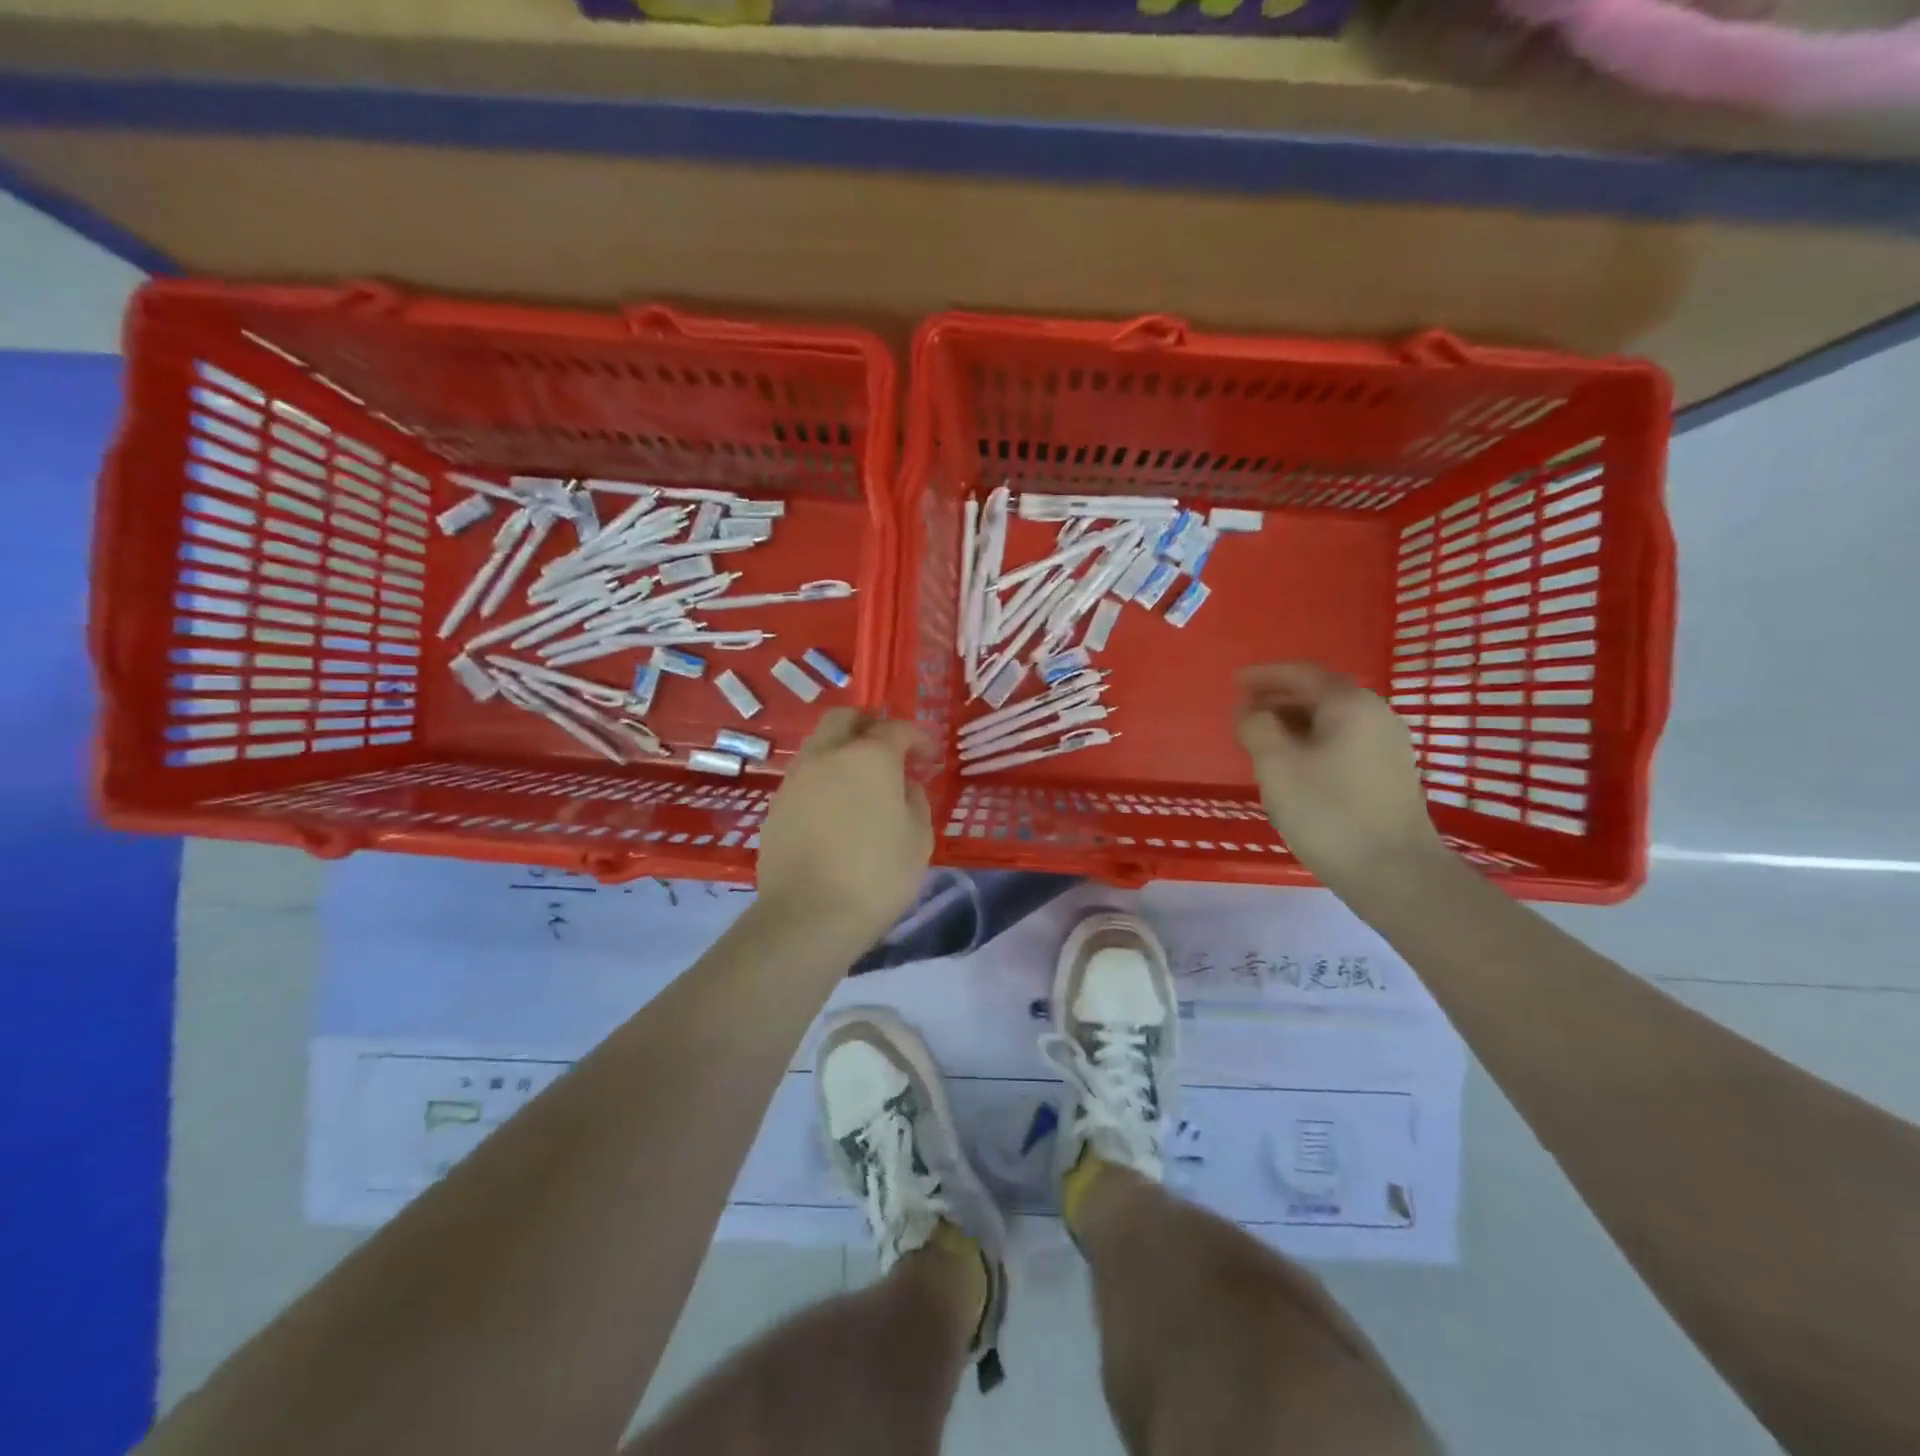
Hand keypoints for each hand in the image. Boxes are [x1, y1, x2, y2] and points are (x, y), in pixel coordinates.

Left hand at [755, 708, 933, 945]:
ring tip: (860, 781)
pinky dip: (823, 780)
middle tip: (887, 748)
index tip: (929, 757)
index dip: (918, 738)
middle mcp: (828, 756)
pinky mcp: (776, 806)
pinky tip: (835, 809)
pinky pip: (804, 777)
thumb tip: (903, 786)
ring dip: (841, 751)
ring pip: (819, 745)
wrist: (808, 916)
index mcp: (869, 757)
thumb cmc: (877, 875)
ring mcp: (796, 779)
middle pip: (844, 719)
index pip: (897, 729)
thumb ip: (915, 801)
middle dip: (868, 725)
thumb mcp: (918, 839)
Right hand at [1233, 663, 1443, 886]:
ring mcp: (1387, 744)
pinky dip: (1312, 740)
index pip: (1301, 673)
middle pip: (1319, 693)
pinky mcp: (1389, 772)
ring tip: (1261, 737)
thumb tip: (1250, 710)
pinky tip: (1293, 763)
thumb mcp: (1277, 766)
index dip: (1264, 675)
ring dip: (1293, 720)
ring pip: (1331, 719)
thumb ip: (1257, 728)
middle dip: (1278, 697)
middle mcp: (1375, 714)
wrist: (1395, 872)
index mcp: (1349, 704)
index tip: (1235, 682)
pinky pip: (1342, 740)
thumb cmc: (1328, 812)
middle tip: (1243, 710)